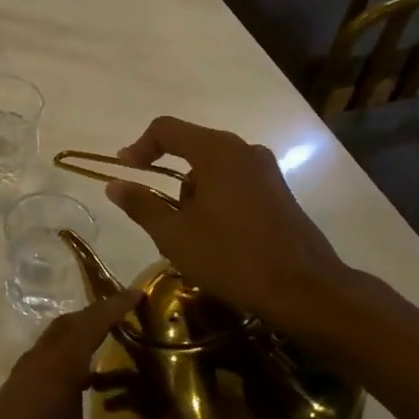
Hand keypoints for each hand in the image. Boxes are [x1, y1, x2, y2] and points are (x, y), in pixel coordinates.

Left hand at [0, 291, 170, 418]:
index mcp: (61, 366)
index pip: (93, 324)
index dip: (116, 307)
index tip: (138, 293)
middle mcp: (40, 362)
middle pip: (69, 325)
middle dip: (96, 316)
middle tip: (125, 317)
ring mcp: (23, 377)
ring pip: (54, 342)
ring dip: (80, 338)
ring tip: (109, 350)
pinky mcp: (14, 394)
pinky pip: (45, 361)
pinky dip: (67, 360)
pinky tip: (81, 386)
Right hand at [104, 116, 354, 330]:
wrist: (304, 289)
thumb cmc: (232, 257)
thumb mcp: (175, 235)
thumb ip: (141, 205)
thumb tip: (114, 184)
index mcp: (216, 151)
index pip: (166, 129)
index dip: (139, 147)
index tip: (125, 171)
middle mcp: (243, 150)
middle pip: (191, 146)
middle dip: (166, 175)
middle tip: (153, 211)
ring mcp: (266, 171)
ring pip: (214, 168)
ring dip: (191, 192)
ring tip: (185, 233)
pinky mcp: (279, 192)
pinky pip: (235, 182)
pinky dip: (215, 199)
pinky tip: (214, 236)